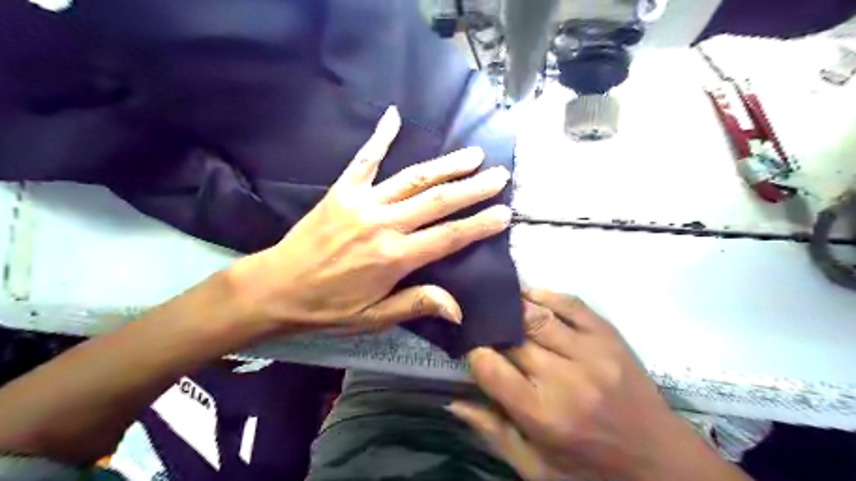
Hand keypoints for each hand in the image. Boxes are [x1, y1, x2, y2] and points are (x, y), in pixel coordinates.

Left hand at [229, 104, 506, 334]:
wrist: (275, 288)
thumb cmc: (327, 308)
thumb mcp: (374, 318)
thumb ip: (417, 305)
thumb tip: (458, 309)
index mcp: (395, 257)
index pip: (449, 237)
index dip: (480, 225)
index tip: (505, 212)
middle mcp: (384, 224)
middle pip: (438, 201)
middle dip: (473, 188)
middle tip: (500, 174)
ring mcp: (363, 202)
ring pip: (413, 178)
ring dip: (446, 165)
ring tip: (472, 155)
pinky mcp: (342, 190)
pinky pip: (364, 159)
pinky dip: (379, 136)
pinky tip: (394, 115)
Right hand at [448, 289, 749, 480]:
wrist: (662, 463)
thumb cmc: (591, 470)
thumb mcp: (536, 469)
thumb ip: (493, 432)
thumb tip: (453, 401)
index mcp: (543, 415)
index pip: (490, 367)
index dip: (474, 354)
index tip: (471, 351)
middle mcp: (565, 378)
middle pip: (511, 337)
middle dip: (490, 328)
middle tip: (478, 324)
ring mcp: (591, 351)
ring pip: (536, 314)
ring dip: (511, 306)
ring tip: (495, 303)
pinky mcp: (609, 336)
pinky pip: (570, 302)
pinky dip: (543, 294)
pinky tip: (527, 294)